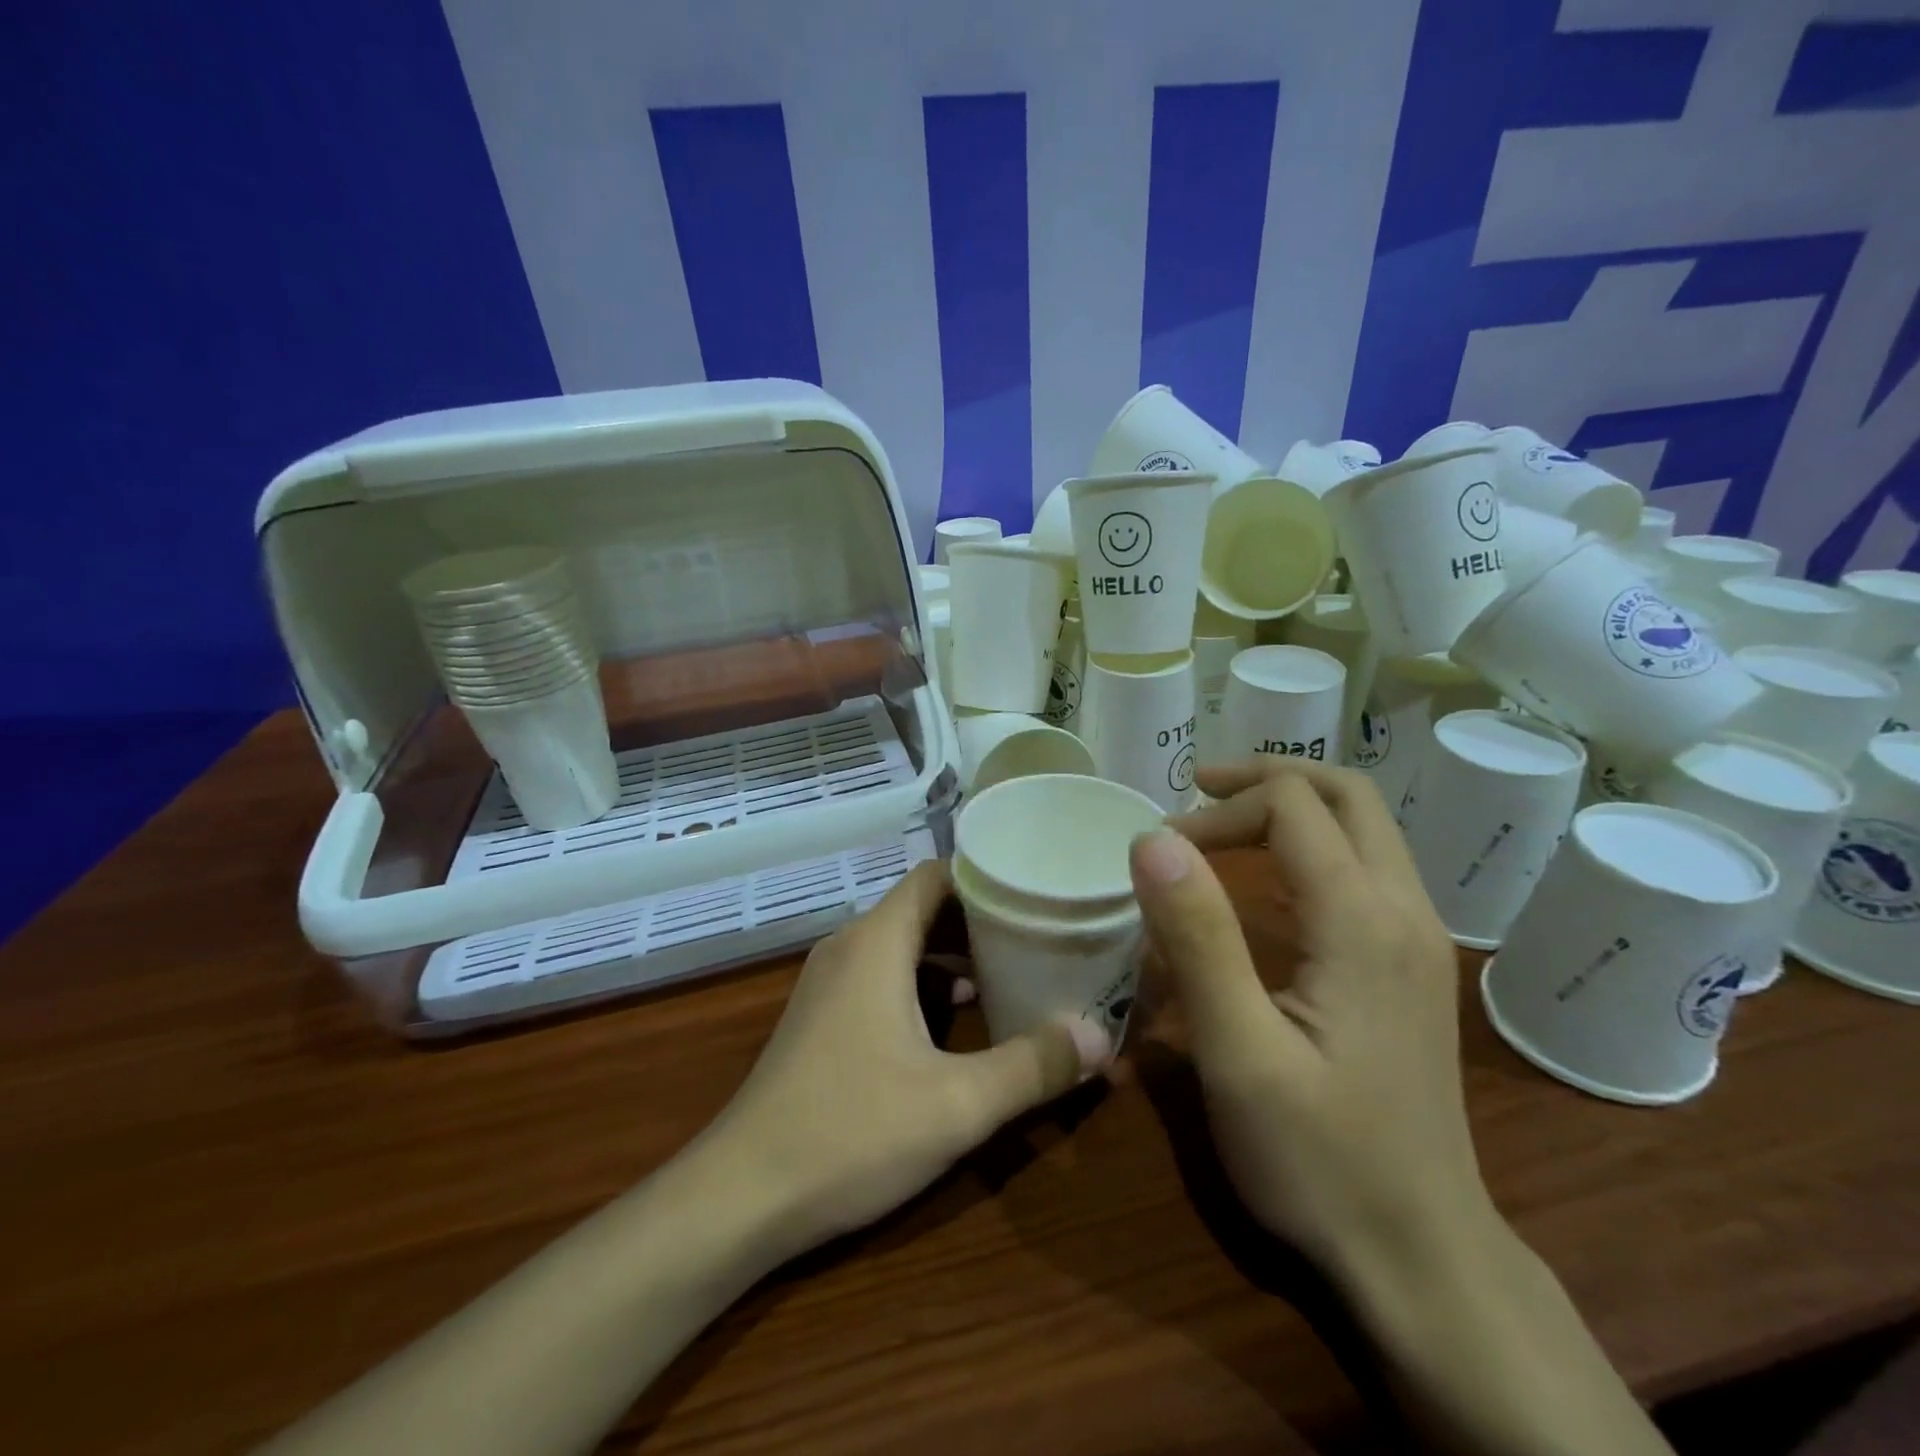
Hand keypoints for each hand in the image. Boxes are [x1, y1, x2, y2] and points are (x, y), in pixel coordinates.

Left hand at [705, 860, 1108, 1258]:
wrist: (740, 1195)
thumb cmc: (850, 1132)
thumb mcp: (957, 1105)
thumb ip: (1034, 1066)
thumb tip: (1102, 1036)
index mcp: (876, 942)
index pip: (936, 876)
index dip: (986, 877)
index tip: (1036, 892)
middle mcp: (850, 947)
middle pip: (923, 908)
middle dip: (981, 920)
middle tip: (1041, 935)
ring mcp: (829, 983)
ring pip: (903, 945)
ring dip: (954, 956)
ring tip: (1013, 975)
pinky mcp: (822, 1017)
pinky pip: (882, 976)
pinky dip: (924, 983)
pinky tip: (959, 1022)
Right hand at [1127, 758, 1494, 1281]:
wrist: (1421, 1258)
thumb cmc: (1319, 1159)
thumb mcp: (1238, 1052)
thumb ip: (1197, 937)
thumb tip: (1152, 839)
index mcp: (1363, 921)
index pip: (1292, 807)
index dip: (1219, 811)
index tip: (1161, 853)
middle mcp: (1405, 912)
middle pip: (1347, 794)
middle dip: (1267, 777)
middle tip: (1197, 792)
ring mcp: (1418, 940)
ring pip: (1364, 827)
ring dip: (1291, 806)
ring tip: (1222, 822)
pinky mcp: (1411, 967)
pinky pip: (1366, 867)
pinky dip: (1311, 844)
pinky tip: (1268, 881)